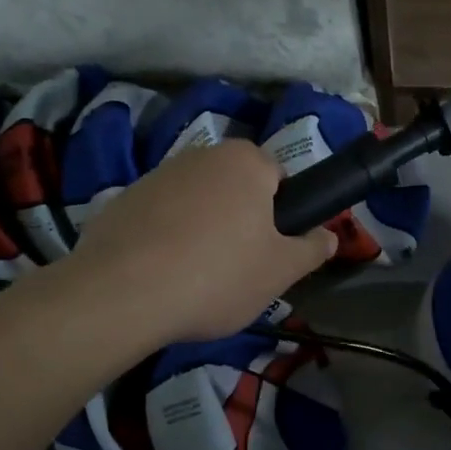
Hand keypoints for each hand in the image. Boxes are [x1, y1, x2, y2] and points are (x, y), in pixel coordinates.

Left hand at [58, 139, 336, 346]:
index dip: (279, 213)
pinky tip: (160, 275)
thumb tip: (330, 236)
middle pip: (234, 186)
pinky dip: (164, 238)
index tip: (271, 248)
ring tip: (195, 277)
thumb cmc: (218, 275)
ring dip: (201, 228)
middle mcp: (201, 155)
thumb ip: (312, 250)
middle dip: (240, 218)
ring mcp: (156, 175)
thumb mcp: (280, 272)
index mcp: (246, 162)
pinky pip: (158, 217)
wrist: (122, 294)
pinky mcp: (121, 200)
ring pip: (195, 201)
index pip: (277, 176)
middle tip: (239, 266)